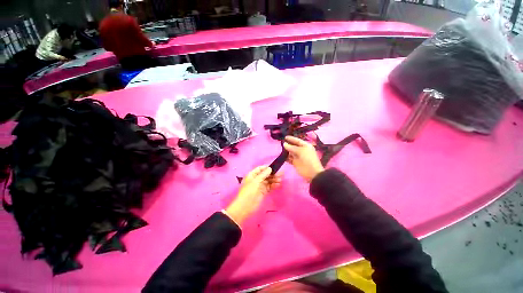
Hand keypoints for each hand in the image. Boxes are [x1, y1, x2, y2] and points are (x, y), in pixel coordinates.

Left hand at [225, 166, 281, 225]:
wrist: (245, 206)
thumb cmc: (249, 191)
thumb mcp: (256, 181)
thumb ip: (263, 174)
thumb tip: (270, 168)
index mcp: (252, 175)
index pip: (260, 169)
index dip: (266, 168)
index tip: (274, 168)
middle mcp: (256, 179)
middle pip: (265, 174)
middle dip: (272, 174)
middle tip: (280, 174)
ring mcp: (260, 186)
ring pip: (268, 180)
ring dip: (274, 179)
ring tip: (280, 180)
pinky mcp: (263, 191)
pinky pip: (269, 186)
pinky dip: (274, 185)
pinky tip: (278, 185)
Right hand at [283, 136, 324, 182]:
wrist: (312, 173)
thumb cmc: (308, 159)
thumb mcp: (300, 151)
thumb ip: (292, 147)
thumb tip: (284, 144)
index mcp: (305, 146)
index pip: (297, 140)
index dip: (291, 139)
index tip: (284, 137)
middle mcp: (302, 150)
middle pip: (293, 146)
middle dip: (288, 144)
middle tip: (280, 143)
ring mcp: (298, 156)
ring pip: (290, 152)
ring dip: (286, 151)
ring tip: (280, 149)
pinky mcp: (295, 162)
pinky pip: (289, 159)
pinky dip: (286, 157)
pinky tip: (281, 156)